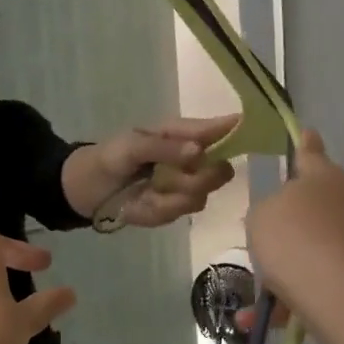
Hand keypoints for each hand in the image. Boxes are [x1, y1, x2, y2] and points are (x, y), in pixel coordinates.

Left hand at [69, 115, 238, 227]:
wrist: (87, 191)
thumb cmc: (109, 157)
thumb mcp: (131, 146)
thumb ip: (164, 148)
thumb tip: (199, 151)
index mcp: (184, 134)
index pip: (222, 129)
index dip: (240, 130)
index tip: (256, 132)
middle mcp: (193, 160)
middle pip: (221, 171)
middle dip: (197, 178)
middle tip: (167, 176)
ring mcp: (186, 187)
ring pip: (200, 196)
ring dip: (170, 196)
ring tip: (146, 189)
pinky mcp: (175, 210)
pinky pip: (179, 213)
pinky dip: (157, 210)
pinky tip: (140, 203)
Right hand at [242, 131, 343, 335]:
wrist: (341, 295)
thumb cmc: (294, 241)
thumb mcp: (260, 216)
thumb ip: (268, 209)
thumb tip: (283, 215)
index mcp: (324, 177)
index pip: (310, 152)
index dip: (303, 144)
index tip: (305, 133)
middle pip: (316, 204)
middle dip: (291, 222)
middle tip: (264, 240)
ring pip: (317, 246)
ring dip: (289, 267)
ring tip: (258, 299)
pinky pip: (325, 278)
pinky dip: (299, 295)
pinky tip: (269, 318)